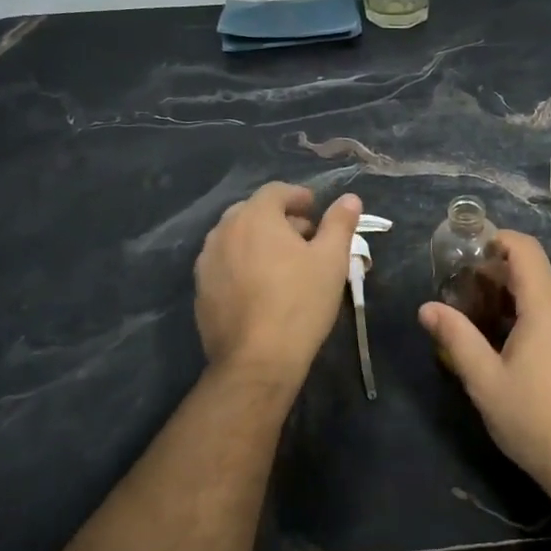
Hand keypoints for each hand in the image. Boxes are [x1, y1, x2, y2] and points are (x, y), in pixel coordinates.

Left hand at [195, 183, 361, 385]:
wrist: (257, 360)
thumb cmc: (300, 302)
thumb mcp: (332, 260)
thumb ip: (340, 223)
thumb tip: (350, 198)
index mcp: (255, 217)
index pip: (276, 191)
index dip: (298, 196)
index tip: (316, 210)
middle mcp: (223, 231)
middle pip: (253, 212)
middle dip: (280, 219)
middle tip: (305, 238)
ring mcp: (206, 262)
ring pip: (236, 239)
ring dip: (260, 242)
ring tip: (284, 264)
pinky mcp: (201, 291)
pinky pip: (225, 265)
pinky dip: (243, 265)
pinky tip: (262, 289)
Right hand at [417, 231, 550, 499]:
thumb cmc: (533, 418)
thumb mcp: (485, 380)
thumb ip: (456, 338)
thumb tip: (427, 308)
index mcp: (547, 306)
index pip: (526, 249)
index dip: (498, 240)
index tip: (469, 250)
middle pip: (535, 272)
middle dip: (497, 273)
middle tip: (462, 291)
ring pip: (547, 295)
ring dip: (514, 297)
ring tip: (481, 318)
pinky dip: (532, 315)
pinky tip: (511, 344)